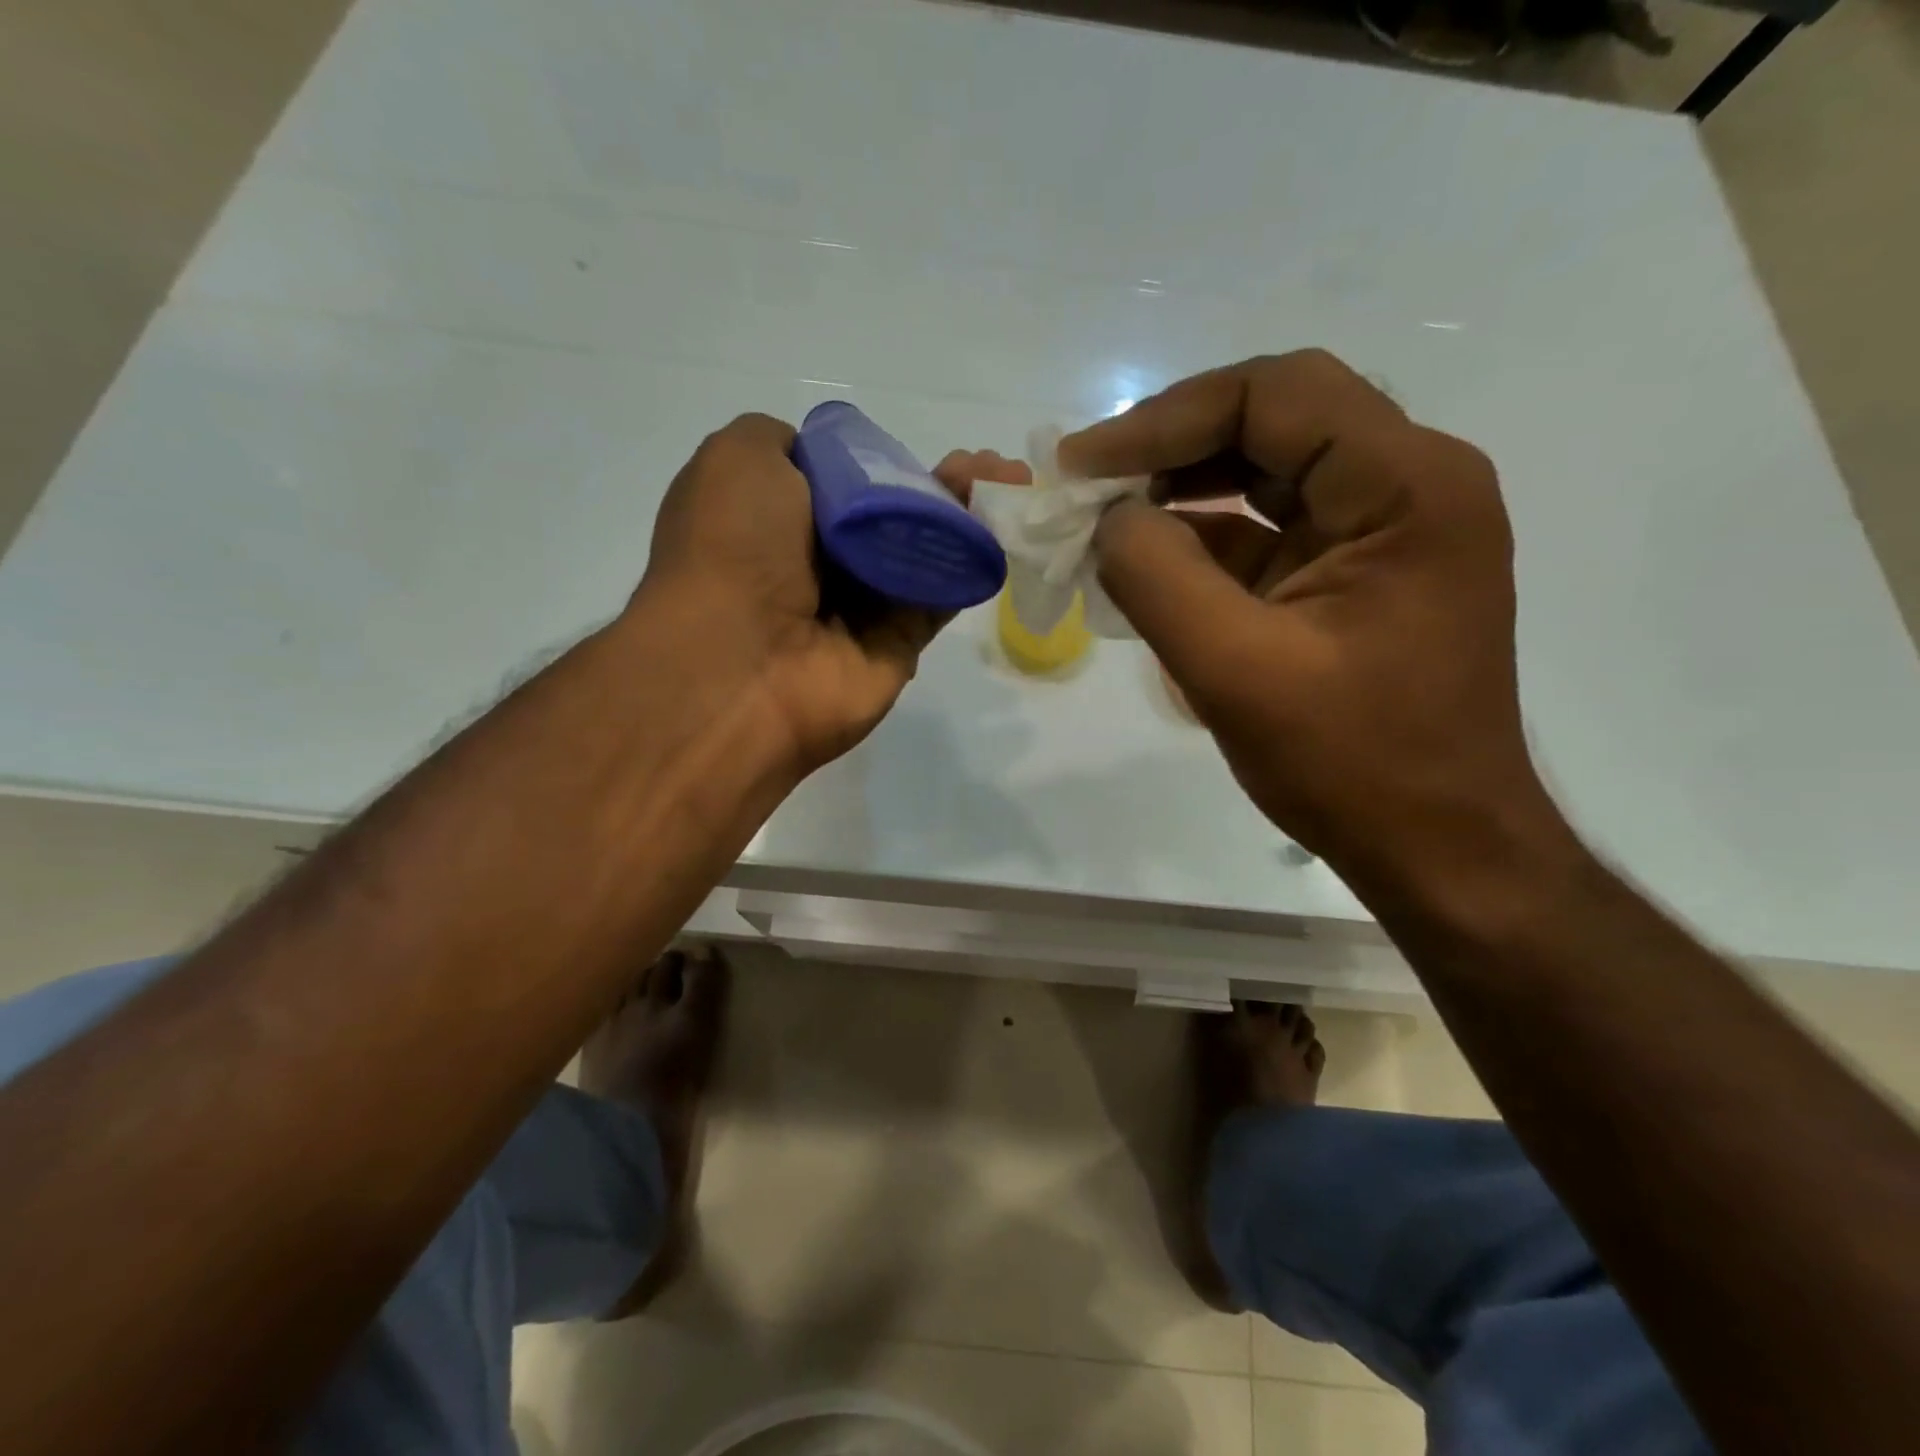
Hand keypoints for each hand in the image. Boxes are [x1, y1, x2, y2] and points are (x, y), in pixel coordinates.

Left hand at [637, 416, 1028, 775]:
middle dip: (942, 484)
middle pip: (893, 515)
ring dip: (969, 514)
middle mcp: (819, 563)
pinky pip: (941, 595)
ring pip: (924, 551)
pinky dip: (973, 561)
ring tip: (1014, 481)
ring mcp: (861, 607)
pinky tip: (1005, 524)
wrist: (742, 663)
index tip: (920, 448)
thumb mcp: (738, 459)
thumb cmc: (735, 548)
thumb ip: (782, 443)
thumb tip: (826, 462)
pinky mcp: (898, 644)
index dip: (887, 461)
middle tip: (992, 465)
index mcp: (777, 519)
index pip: (844, 482)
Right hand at [1059, 352, 1560, 882]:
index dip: (1166, 419)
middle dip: (1171, 446)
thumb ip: (1156, 578)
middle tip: (1088, 483)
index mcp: (1407, 486)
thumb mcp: (1234, 670)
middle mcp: (1410, 484)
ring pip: (1269, 471)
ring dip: (1182, 489)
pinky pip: (1271, 529)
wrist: (1437, 847)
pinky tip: (1147, 562)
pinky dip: (1204, 540)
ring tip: (1105, 519)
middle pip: (1275, 418)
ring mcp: (1386, 529)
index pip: (1277, 395)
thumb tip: (1109, 518)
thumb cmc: (1352, 763)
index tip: (1084, 465)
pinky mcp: (1356, 573)